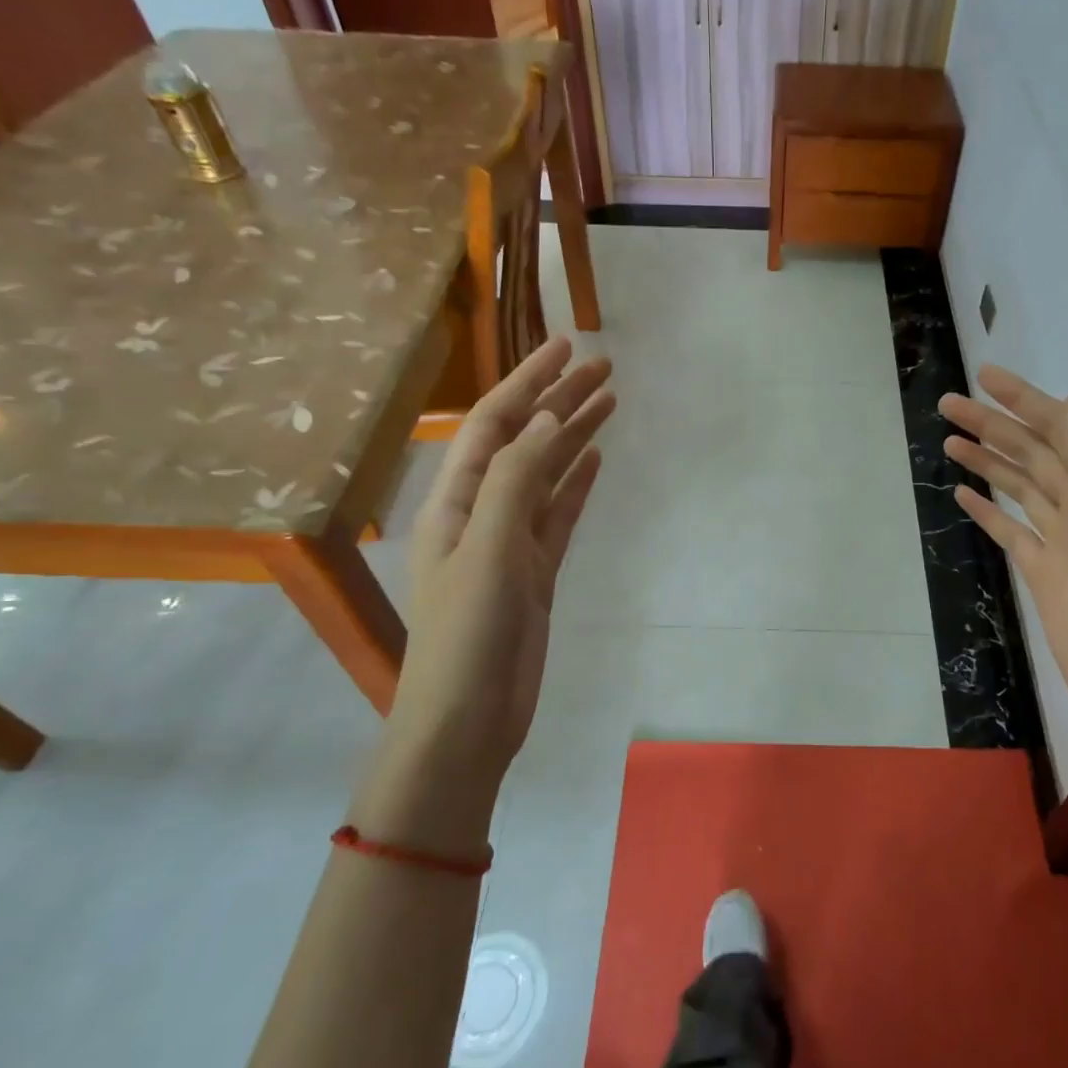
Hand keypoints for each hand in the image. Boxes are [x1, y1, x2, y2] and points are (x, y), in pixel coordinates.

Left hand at [383, 337, 614, 798]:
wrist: (467, 720)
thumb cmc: (467, 634)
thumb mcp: (488, 549)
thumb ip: (517, 480)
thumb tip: (550, 420)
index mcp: (456, 501)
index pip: (495, 424)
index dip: (528, 382)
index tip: (566, 347)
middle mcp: (480, 512)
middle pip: (525, 441)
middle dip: (560, 400)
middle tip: (604, 366)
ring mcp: (511, 543)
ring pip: (547, 475)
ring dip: (574, 436)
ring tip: (611, 401)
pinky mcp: (536, 572)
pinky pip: (559, 515)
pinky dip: (576, 484)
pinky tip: (596, 459)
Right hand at [938, 366, 1067, 758]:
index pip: (1060, 431)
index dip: (1023, 401)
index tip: (983, 377)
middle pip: (1032, 454)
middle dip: (992, 426)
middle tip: (947, 404)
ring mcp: (1062, 541)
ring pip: (1018, 487)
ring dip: (986, 460)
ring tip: (949, 439)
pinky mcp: (1042, 573)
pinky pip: (1010, 529)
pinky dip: (987, 509)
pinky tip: (963, 493)